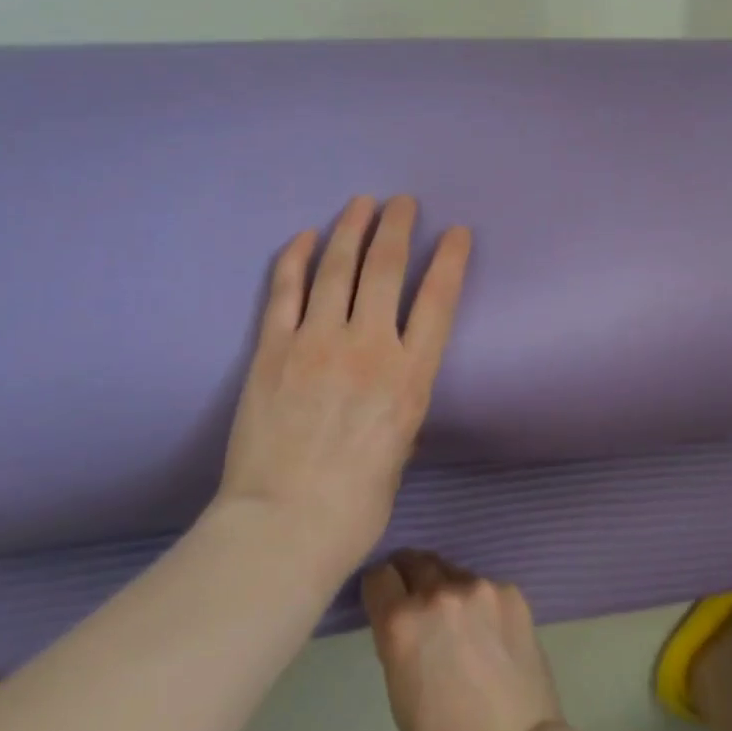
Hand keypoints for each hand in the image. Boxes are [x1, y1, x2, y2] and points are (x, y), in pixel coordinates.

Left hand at [219, 196, 470, 578]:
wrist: (282, 528)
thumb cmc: (354, 505)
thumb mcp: (400, 451)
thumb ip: (398, 405)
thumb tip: (389, 386)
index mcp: (410, 376)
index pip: (439, 299)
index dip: (451, 259)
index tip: (457, 232)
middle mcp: (369, 346)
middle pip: (386, 268)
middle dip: (398, 227)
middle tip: (403, 202)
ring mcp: (317, 342)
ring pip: (337, 268)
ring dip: (351, 229)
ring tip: (362, 203)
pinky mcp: (273, 349)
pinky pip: (286, 291)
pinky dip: (294, 259)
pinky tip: (303, 237)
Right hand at [362, 552, 566, 730]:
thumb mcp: (400, 691)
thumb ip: (399, 640)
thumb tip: (403, 618)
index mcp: (401, 622)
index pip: (380, 576)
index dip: (381, 588)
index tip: (386, 599)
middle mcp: (438, 593)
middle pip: (416, 561)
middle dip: (412, 578)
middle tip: (420, 604)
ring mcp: (479, 589)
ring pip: (454, 573)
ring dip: (450, 590)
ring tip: (461, 626)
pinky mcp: (511, 593)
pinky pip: (486, 588)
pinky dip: (482, 604)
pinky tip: (492, 635)